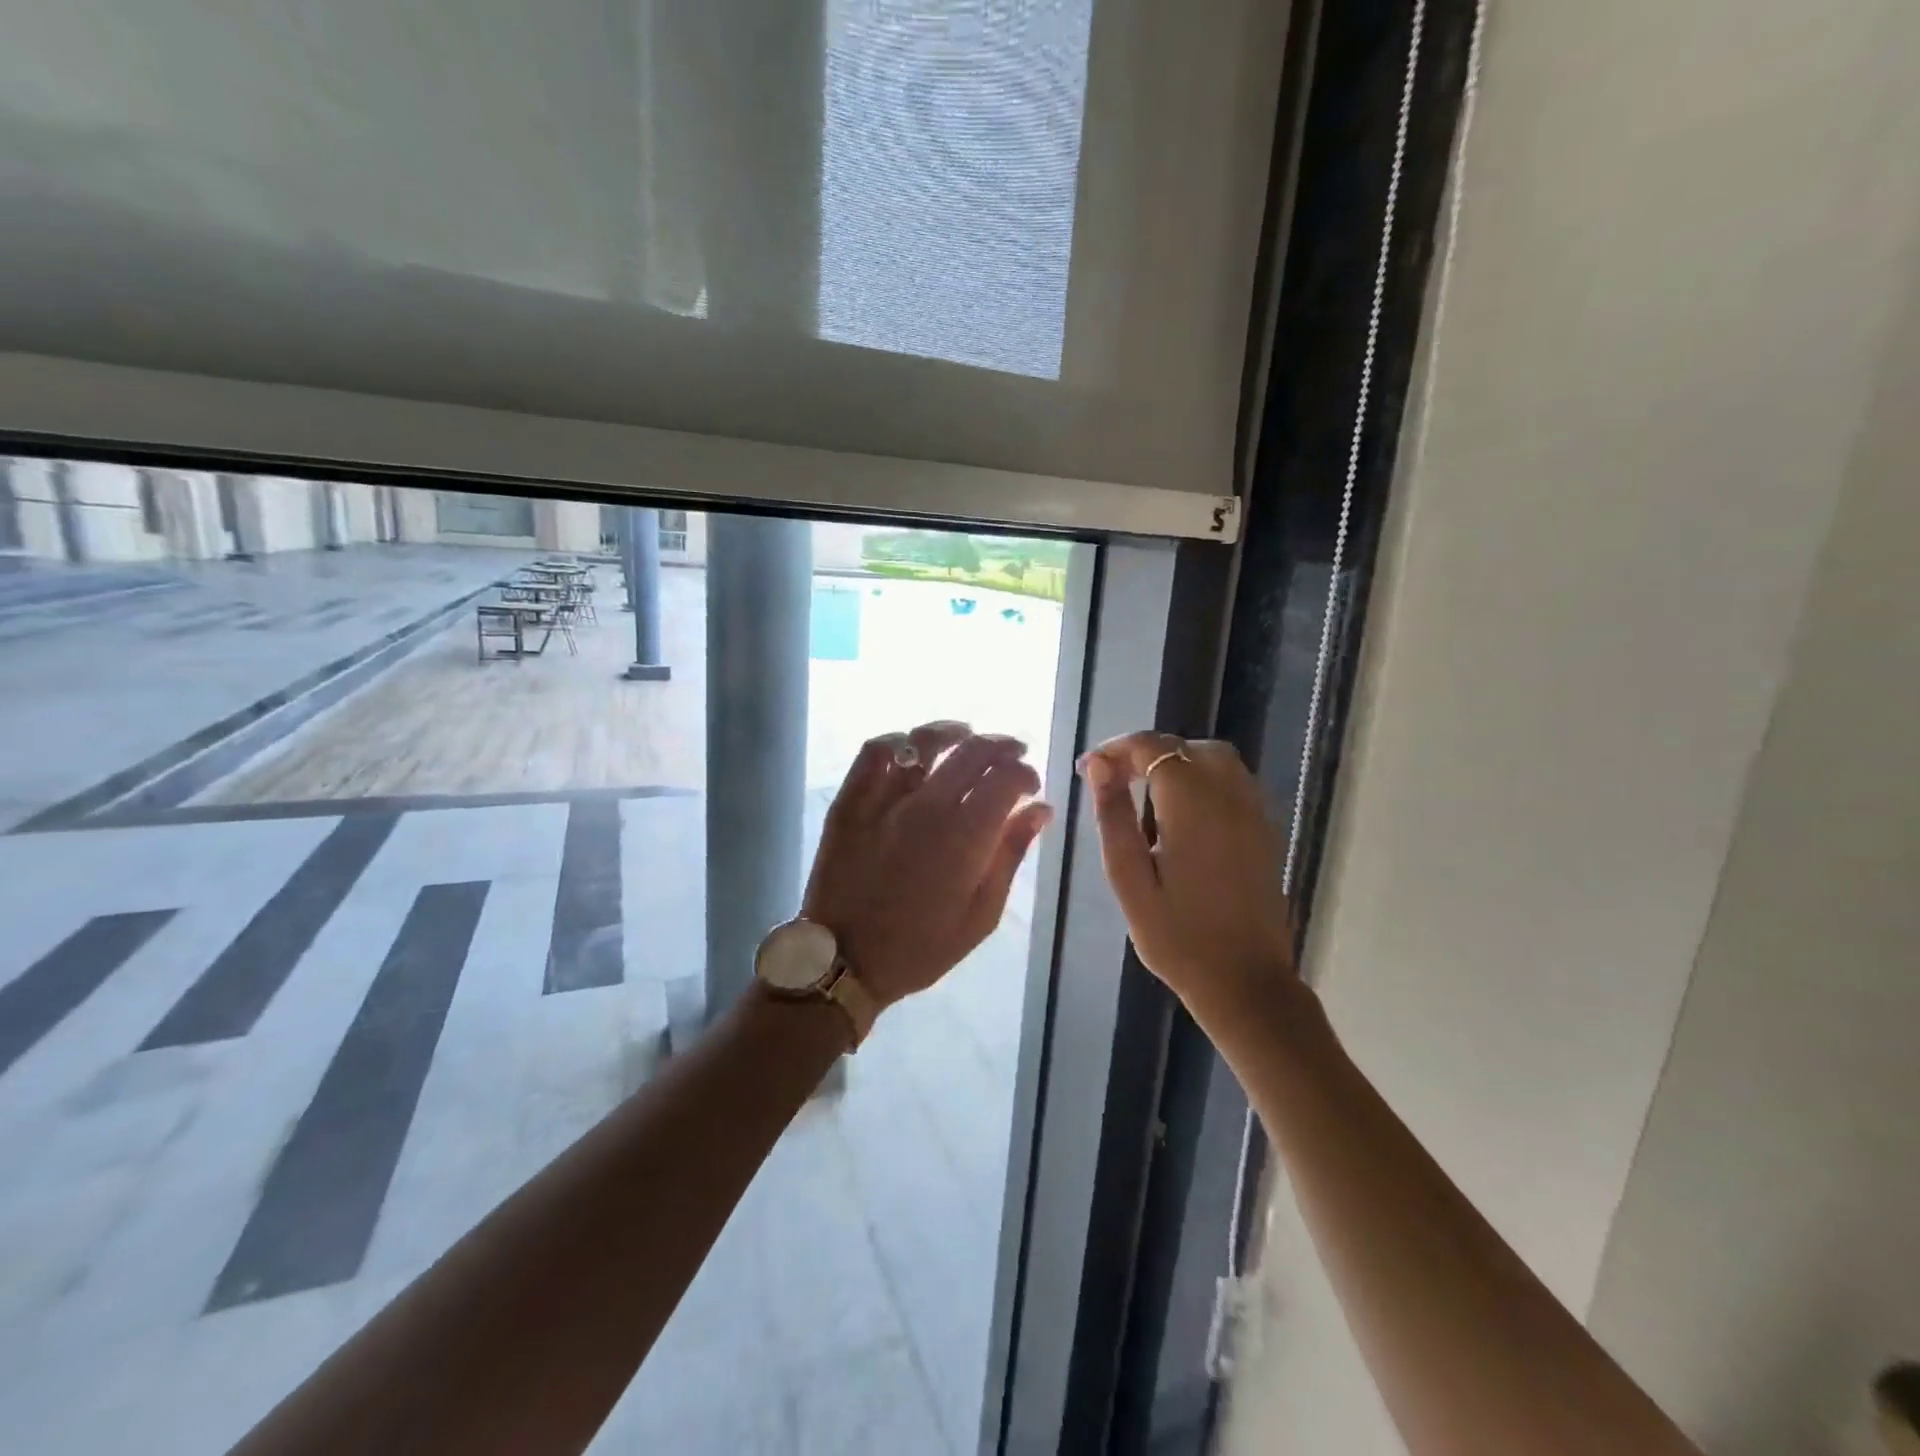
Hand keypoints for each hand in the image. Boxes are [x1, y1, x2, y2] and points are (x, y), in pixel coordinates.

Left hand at [804, 723, 1052, 1008]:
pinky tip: (911, 747)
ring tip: (967, 735)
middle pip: (973, 752)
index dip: (1026, 773)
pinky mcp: (850, 800)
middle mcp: (927, 805)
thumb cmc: (922, 946)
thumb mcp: (982, 913)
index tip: (1030, 786)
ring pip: (924, 742)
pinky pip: (874, 753)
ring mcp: (884, 799)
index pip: (1007, 777)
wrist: (846, 960)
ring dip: (954, 732)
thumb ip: (1011, 853)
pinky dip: (897, 741)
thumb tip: (1040, 809)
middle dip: (1002, 746)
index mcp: (966, 835)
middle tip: (1012, 754)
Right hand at [1078, 732, 1294, 1012]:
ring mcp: (1253, 811)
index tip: (1089, 770)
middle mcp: (1229, 795)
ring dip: (1176, 762)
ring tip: (1144, 792)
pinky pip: (1233, 781)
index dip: (1116, 750)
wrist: (1245, 982)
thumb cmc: (1177, 937)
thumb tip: (1097, 766)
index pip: (1152, 748)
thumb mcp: (1129, 878)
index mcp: (1192, 804)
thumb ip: (1113, 816)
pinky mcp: (1265, 829)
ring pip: (1214, 759)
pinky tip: (1180, 812)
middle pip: (1185, 747)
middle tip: (1113, 781)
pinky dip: (1202, 778)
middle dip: (1146, 753)